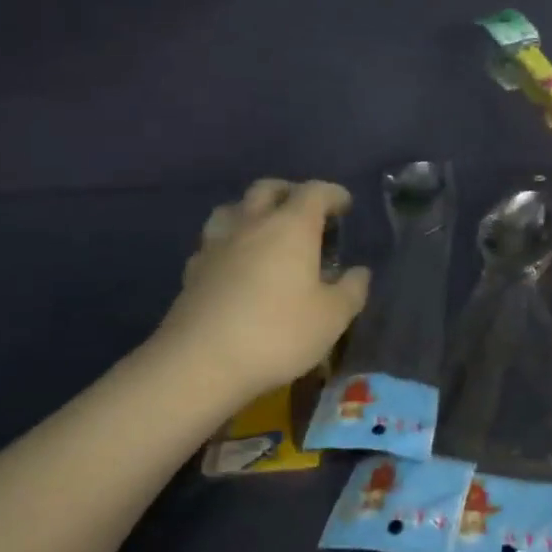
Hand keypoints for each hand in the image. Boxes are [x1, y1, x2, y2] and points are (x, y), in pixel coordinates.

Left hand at [159, 179, 371, 400]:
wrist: (201, 361)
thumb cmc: (278, 333)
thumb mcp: (332, 317)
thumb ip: (351, 290)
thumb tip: (359, 272)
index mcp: (291, 227)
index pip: (315, 192)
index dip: (333, 194)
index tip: (345, 205)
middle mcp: (252, 224)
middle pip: (268, 189)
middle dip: (289, 192)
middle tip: (304, 210)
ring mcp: (216, 244)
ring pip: (233, 208)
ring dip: (252, 211)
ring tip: (265, 230)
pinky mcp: (193, 270)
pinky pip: (214, 241)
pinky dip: (230, 243)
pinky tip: (235, 263)